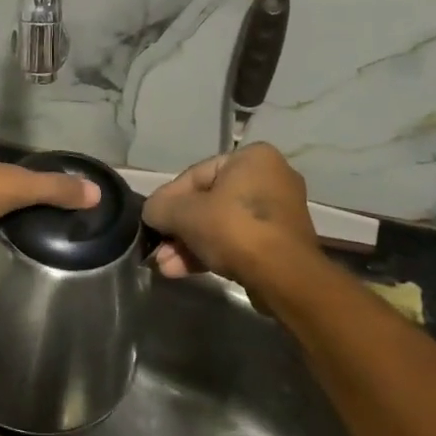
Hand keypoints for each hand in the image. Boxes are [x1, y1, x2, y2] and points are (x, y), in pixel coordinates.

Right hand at [142, 143, 321, 281]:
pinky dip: (210, 252)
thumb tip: (152, 212)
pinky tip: (182, 271)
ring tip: (165, 267)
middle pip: (207, 202)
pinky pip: (237, 241)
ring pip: (220, 225)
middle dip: (178, 229)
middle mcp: (270, 178)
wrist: (284, 278)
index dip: (168, 200)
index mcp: (252, 158)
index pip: (195, 175)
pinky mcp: (280, 243)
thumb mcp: (184, 213)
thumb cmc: (234, 229)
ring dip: (189, 245)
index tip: (152, 222)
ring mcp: (277, 213)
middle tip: (157, 250)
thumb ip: (160, 207)